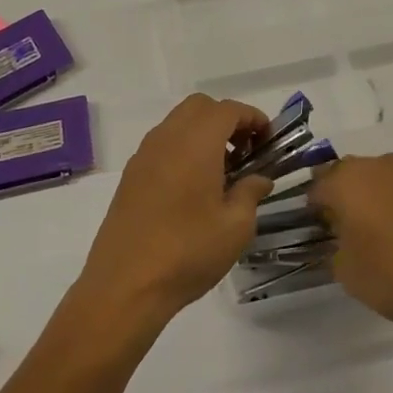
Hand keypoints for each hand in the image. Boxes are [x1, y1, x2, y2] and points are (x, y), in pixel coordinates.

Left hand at [77, 95, 272, 333]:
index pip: (228, 110)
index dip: (252, 118)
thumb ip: (250, 193)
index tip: (267, 140)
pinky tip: (192, 187)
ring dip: (202, 133)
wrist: (125, 285)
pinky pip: (161, 144)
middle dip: (226, 120)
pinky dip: (182, 149)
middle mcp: (167, 138)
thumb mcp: (235, 227)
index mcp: (196, 142)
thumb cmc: (188, 251)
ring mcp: (144, 155)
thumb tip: (259, 178)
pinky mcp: (130, 175)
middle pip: (200, 107)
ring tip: (221, 171)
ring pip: (177, 123)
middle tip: (244, 152)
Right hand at [309, 154, 392, 345]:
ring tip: (381, 236)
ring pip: (381, 180)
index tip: (317, 234)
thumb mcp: (348, 274)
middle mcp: (379, 166)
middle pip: (348, 176)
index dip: (313, 211)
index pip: (316, 188)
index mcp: (347, 181)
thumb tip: (341, 240)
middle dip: (343, 199)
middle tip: (346, 233)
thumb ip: (334, 250)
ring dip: (375, 200)